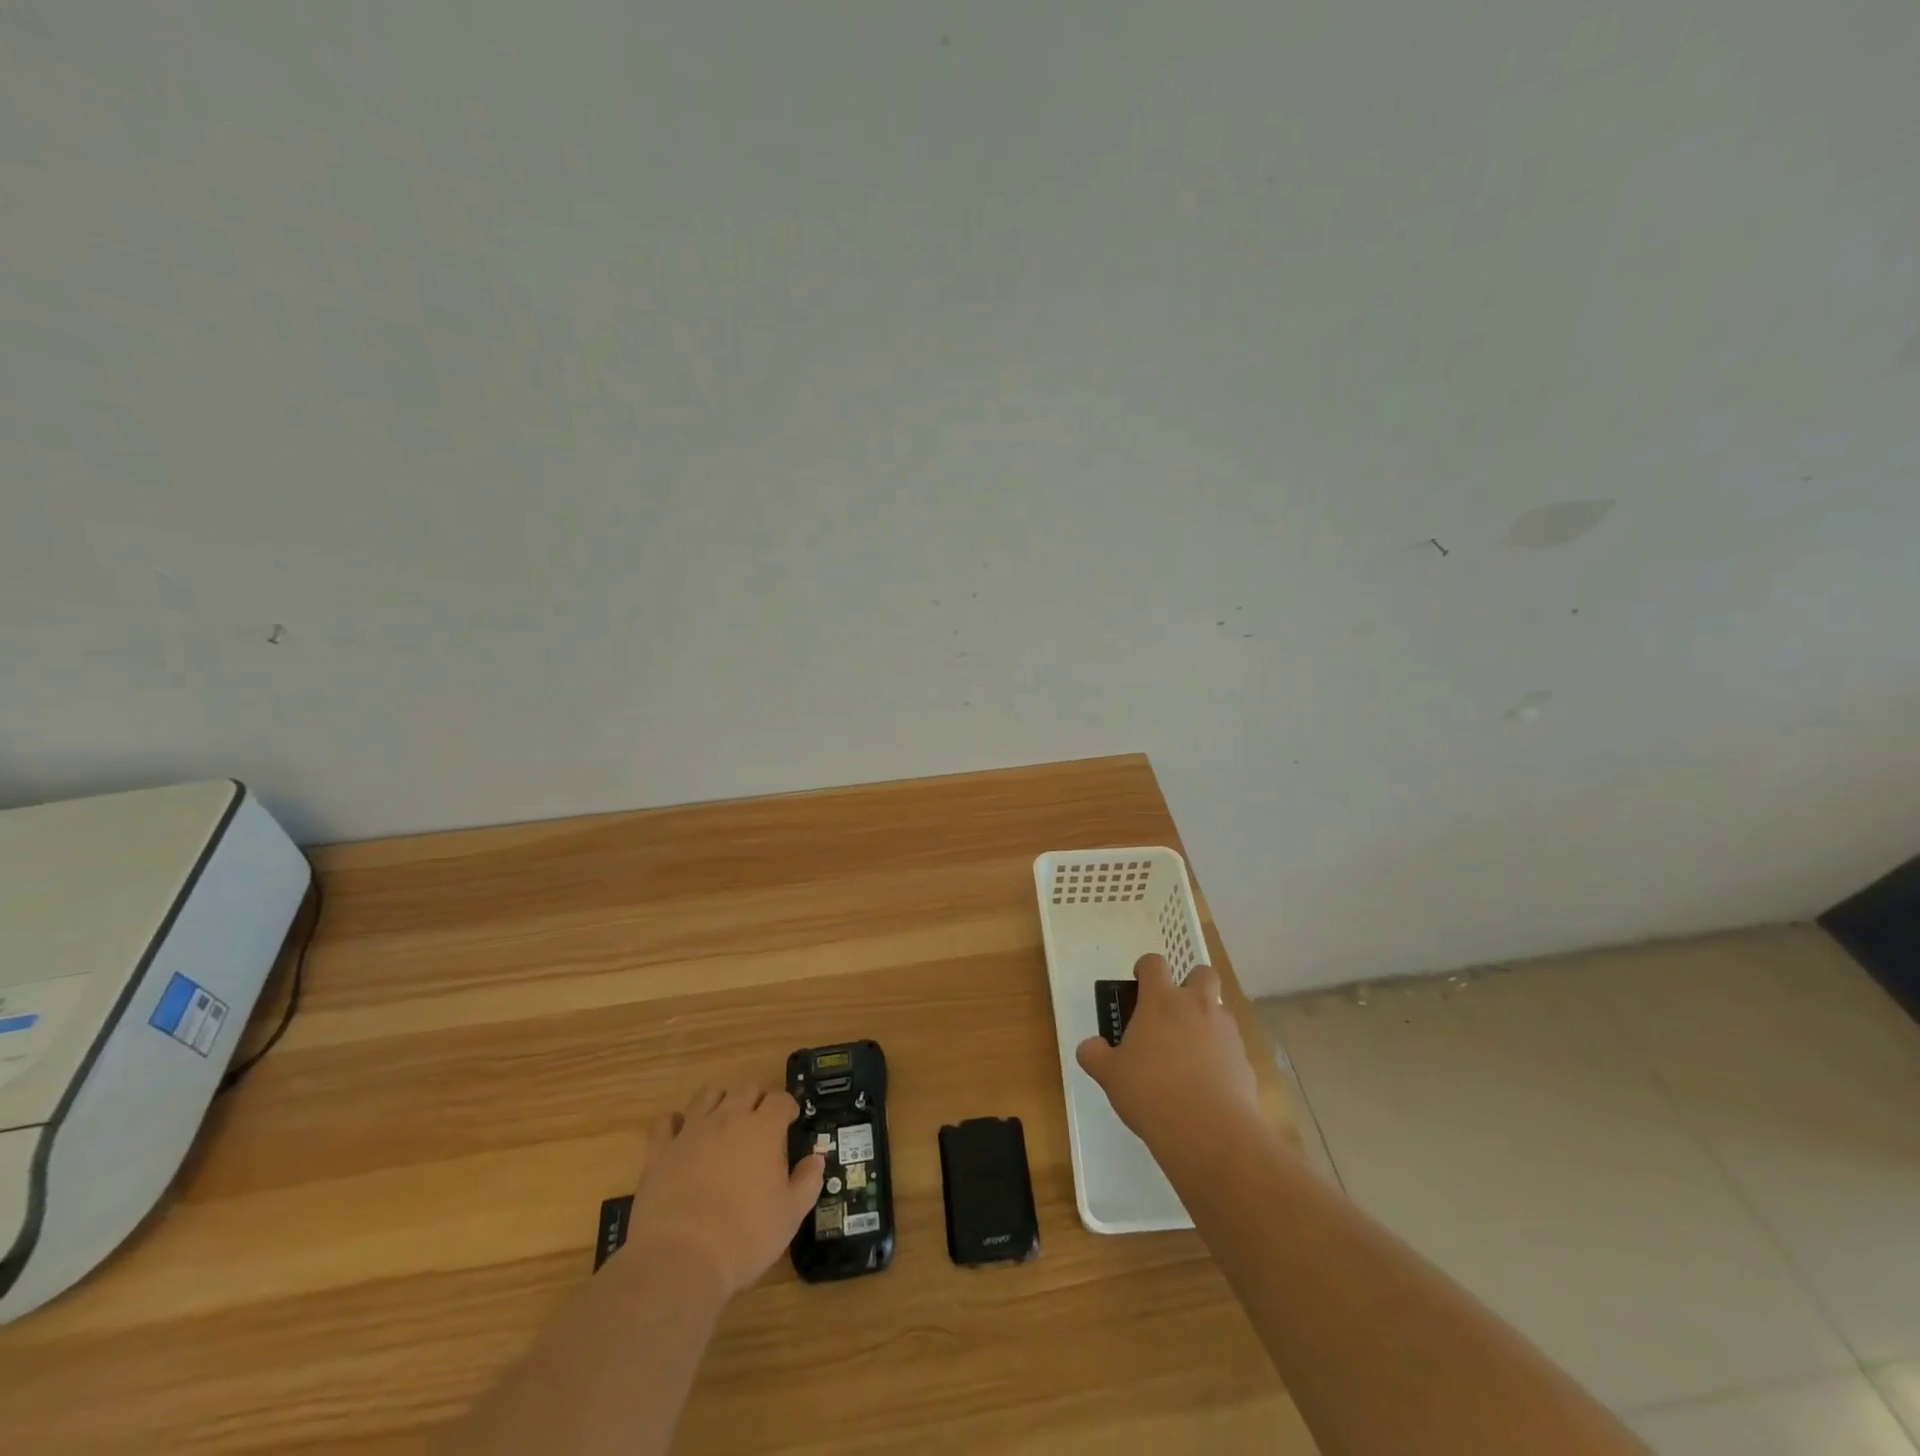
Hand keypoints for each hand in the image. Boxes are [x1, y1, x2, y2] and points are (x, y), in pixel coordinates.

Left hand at [626, 1086, 824, 1295]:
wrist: (681, 1259)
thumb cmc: (745, 1237)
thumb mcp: (791, 1214)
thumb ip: (808, 1180)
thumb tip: (817, 1158)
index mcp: (763, 1129)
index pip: (781, 1099)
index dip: (787, 1107)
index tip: (790, 1121)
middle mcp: (728, 1118)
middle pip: (746, 1089)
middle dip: (756, 1100)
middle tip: (759, 1124)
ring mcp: (691, 1131)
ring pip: (707, 1095)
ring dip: (720, 1102)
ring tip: (723, 1123)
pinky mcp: (660, 1150)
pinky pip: (666, 1122)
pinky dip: (675, 1123)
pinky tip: (681, 1136)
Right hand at [1076, 954, 1259, 1150]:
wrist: (1210, 1132)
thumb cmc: (1151, 1093)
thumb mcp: (1110, 1076)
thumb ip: (1096, 1055)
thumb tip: (1090, 1046)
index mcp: (1160, 1001)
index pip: (1154, 963)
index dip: (1145, 969)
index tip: (1139, 983)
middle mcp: (1196, 1006)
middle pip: (1202, 973)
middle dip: (1190, 984)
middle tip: (1174, 1011)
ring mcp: (1225, 1031)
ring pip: (1219, 1009)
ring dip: (1206, 1021)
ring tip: (1189, 1053)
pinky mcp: (1244, 1059)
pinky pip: (1231, 1046)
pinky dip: (1220, 1055)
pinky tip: (1207, 1083)